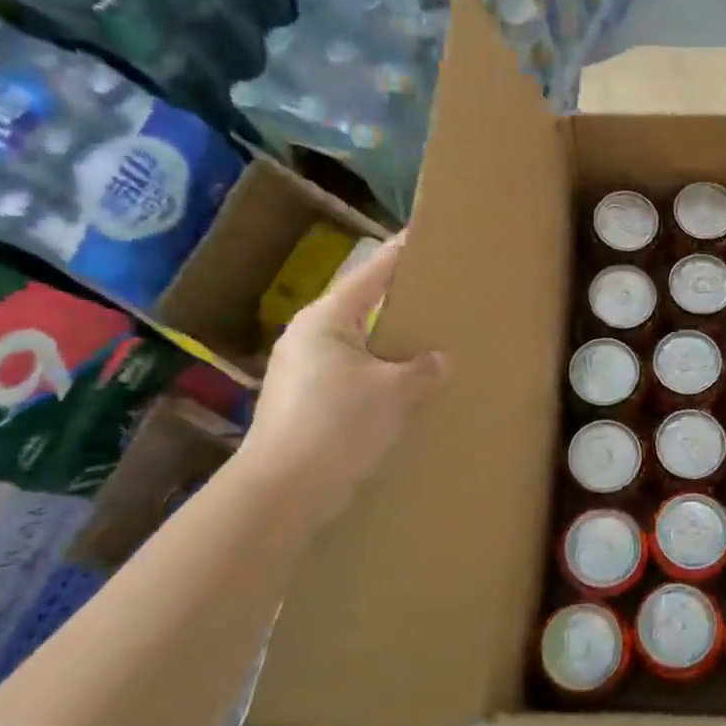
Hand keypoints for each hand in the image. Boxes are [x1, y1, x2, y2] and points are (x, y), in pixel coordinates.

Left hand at [237, 233, 448, 522]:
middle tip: (432, 292)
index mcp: (326, 321)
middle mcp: (308, 338)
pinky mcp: (303, 403)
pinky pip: (349, 375)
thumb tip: (440, 360)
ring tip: (423, 340)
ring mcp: (301, 372)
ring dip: (386, 344)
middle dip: (394, 302)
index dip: (397, 255)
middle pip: (359, 308)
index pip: (370, 275)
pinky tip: (400, 388)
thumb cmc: (338, 424)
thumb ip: (422, 370)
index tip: (419, 236)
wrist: (285, 490)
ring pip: (355, 345)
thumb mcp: (393, 393)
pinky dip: (375, 375)